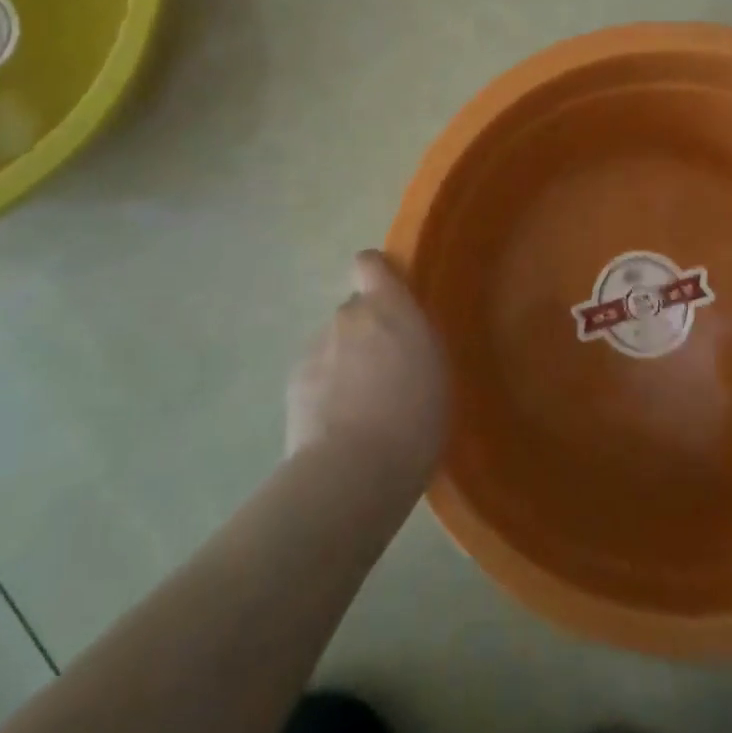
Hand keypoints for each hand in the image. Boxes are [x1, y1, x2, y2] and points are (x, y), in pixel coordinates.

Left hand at [287, 251, 447, 487]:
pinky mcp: (295, 380)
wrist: (355, 469)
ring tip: (361, 407)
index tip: (388, 295)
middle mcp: (348, 316)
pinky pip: (317, 373)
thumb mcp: (436, 371)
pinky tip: (338, 424)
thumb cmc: (415, 417)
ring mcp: (316, 346)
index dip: (375, 274)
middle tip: (384, 370)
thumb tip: (400, 338)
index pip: (369, 263)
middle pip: (355, 312)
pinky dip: (326, 389)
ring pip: (334, 345)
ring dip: (345, 363)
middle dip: (366, 332)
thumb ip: (414, 340)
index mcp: (389, 307)